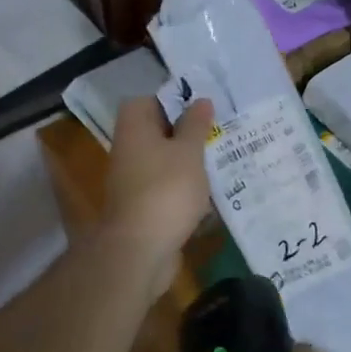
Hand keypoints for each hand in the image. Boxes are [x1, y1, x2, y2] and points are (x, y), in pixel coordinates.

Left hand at [98, 96, 214, 292]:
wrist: (140, 251)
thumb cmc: (166, 189)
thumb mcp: (189, 151)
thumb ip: (196, 125)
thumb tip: (200, 100)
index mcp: (134, 129)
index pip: (147, 101)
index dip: (173, 100)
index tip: (202, 107)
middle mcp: (129, 151)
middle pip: (158, 132)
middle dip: (187, 132)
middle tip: (219, 131)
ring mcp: (134, 181)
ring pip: (165, 161)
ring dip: (189, 162)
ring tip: (222, 159)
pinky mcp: (144, 207)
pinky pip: (167, 187)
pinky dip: (185, 188)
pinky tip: (211, 192)